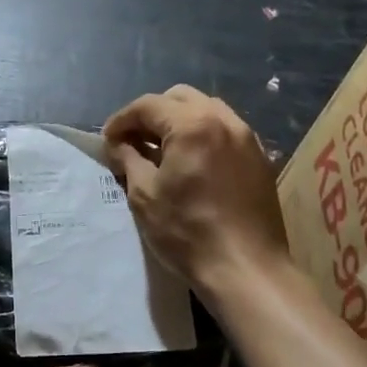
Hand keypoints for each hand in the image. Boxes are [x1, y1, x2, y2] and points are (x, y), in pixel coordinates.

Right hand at [103, 85, 290, 299]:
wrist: (246, 268)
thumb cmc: (187, 232)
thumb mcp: (144, 195)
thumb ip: (128, 159)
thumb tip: (118, 144)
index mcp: (192, 124)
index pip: (148, 106)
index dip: (121, 120)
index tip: (107, 141)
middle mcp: (223, 120)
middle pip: (179, 98)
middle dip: (151, 115)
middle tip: (133, 142)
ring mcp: (246, 137)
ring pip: (206, 110)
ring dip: (178, 121)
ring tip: (161, 151)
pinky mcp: (259, 157)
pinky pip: (224, 130)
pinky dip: (202, 135)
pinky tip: (190, 163)